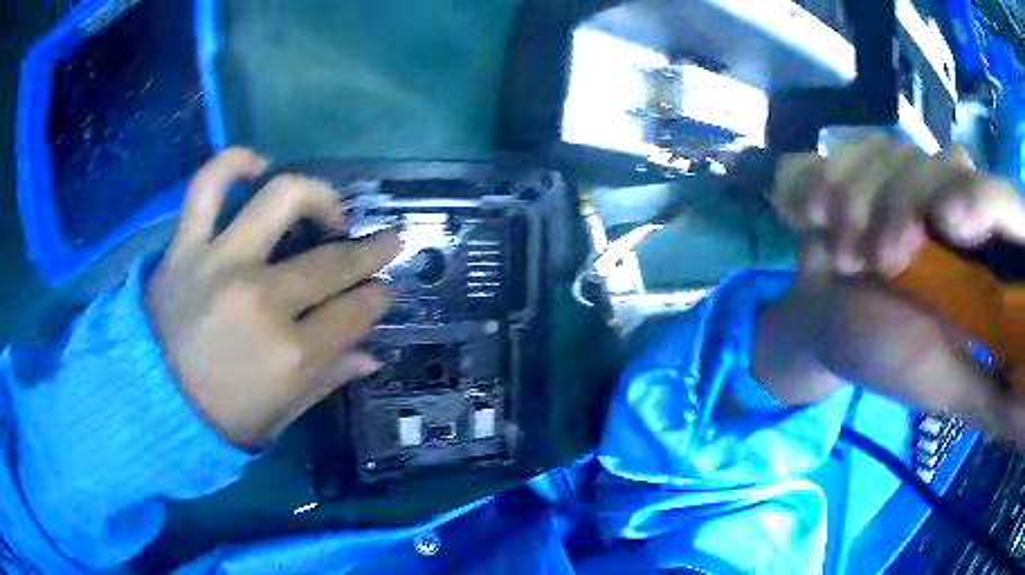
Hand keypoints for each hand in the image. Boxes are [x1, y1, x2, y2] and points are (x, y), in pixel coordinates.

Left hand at [146, 149, 400, 448]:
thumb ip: (327, 380)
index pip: (355, 311)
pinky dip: (234, 164)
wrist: (150, 406)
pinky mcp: (186, 246)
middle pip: (332, 260)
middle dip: (372, 251)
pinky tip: (258, 166)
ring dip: (319, 197)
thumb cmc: (219, 419)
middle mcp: (262, 299)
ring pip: (283, 199)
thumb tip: (370, 355)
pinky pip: (207, 186)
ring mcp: (221, 264)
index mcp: (292, 355)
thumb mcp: (281, 414)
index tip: (385, 290)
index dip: (379, 296)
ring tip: (329, 209)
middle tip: (385, 243)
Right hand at [756, 136, 1024, 443]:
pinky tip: (812, 218)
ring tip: (841, 256)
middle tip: (877, 263)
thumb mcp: (942, 385)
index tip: (951, 224)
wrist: (823, 326)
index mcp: (978, 252)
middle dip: (905, 208)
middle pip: (945, 164)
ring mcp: (902, 176)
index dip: (979, 198)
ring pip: (892, 152)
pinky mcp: (861, 166)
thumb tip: (1019, 414)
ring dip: (858, 203)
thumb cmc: (885, 354)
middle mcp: (949, 201)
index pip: (996, 200)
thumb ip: (986, 393)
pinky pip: (847, 150)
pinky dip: (825, 179)